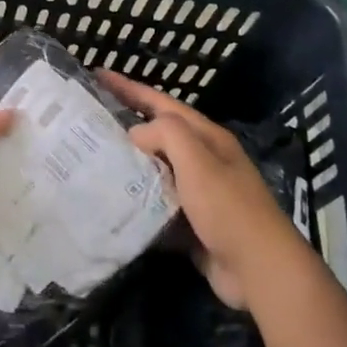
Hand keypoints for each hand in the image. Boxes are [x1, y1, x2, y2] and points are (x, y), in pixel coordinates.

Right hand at [100, 71, 301, 307]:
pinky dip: (134, 198)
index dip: (129, 88)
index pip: (161, 104)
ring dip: (126, 163)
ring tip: (90, 158)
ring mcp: (197, 193)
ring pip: (154, 169)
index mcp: (207, 139)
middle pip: (157, 134)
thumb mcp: (198, 161)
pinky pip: (155, 202)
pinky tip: (110, 199)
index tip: (97, 75)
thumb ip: (166, 135)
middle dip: (124, 124)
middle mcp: (203, 160)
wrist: (259, 270)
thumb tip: (135, 135)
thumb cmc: (228, 209)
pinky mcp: (190, 222)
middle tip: (87, 120)